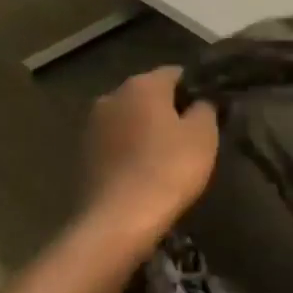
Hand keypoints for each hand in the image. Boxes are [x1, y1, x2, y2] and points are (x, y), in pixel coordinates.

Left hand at [83, 66, 219, 248]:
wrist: (118, 219)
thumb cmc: (168, 169)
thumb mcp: (203, 135)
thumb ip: (205, 108)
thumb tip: (201, 100)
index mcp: (142, 84)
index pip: (176, 73)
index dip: (196, 89)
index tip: (210, 110)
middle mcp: (111, 95)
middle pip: (148, 94)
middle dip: (168, 109)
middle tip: (191, 135)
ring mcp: (92, 125)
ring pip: (129, 118)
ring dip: (146, 130)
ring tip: (167, 156)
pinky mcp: (82, 153)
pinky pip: (115, 143)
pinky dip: (129, 150)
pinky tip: (143, 171)